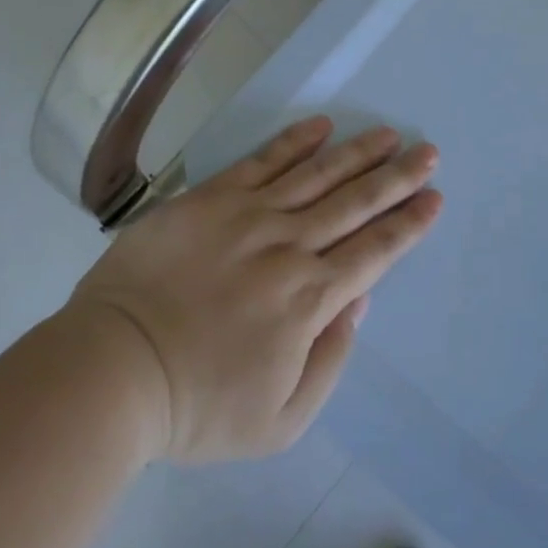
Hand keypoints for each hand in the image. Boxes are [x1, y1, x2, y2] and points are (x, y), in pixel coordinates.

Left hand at [61, 117, 441, 463]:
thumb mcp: (280, 420)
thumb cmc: (197, 406)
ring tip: (387, 133)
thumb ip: (329, 359)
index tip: (434, 197)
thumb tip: (357, 300)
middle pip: (356, 203)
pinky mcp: (211, 198)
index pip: (375, 251)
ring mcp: (250, 216)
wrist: (113, 370)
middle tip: (427, 151)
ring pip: (317, 175)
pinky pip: (262, 162)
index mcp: (311, 298)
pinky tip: (320, 127)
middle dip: (397, 177)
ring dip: (357, 153)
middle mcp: (290, 246)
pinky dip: (294, 142)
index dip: (409, 223)